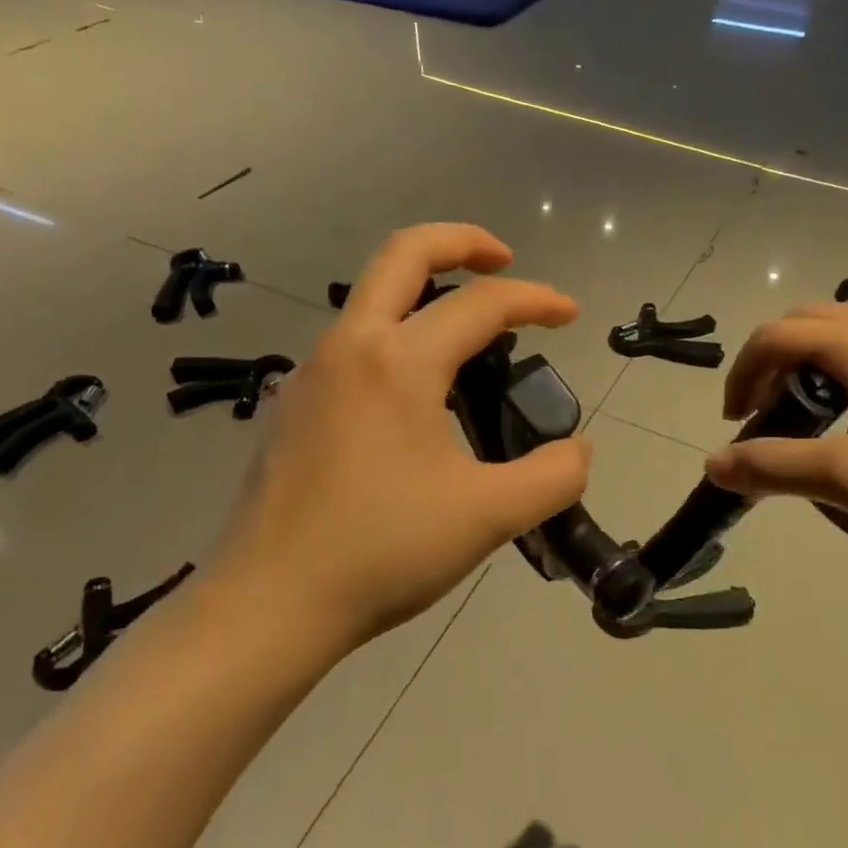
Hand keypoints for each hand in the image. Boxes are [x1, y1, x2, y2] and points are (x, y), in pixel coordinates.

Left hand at [206, 224, 592, 654]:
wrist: (269, 605)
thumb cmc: (382, 552)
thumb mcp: (489, 517)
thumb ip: (554, 476)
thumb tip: (578, 450)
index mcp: (399, 362)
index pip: (482, 303)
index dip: (536, 299)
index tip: (571, 315)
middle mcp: (349, 346)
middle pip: (403, 253)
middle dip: (461, 242)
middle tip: (504, 260)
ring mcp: (312, 372)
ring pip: (372, 296)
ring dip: (426, 290)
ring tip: (471, 334)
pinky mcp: (294, 404)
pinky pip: (354, 341)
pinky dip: (398, 333)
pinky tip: (419, 392)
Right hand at [704, 297, 847, 545]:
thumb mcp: (843, 476)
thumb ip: (771, 466)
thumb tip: (713, 464)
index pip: (775, 336)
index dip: (742, 374)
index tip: (735, 422)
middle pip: (805, 321)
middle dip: (772, 361)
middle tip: (765, 411)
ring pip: (844, 326)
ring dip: (809, 357)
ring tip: (808, 407)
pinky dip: (844, 365)